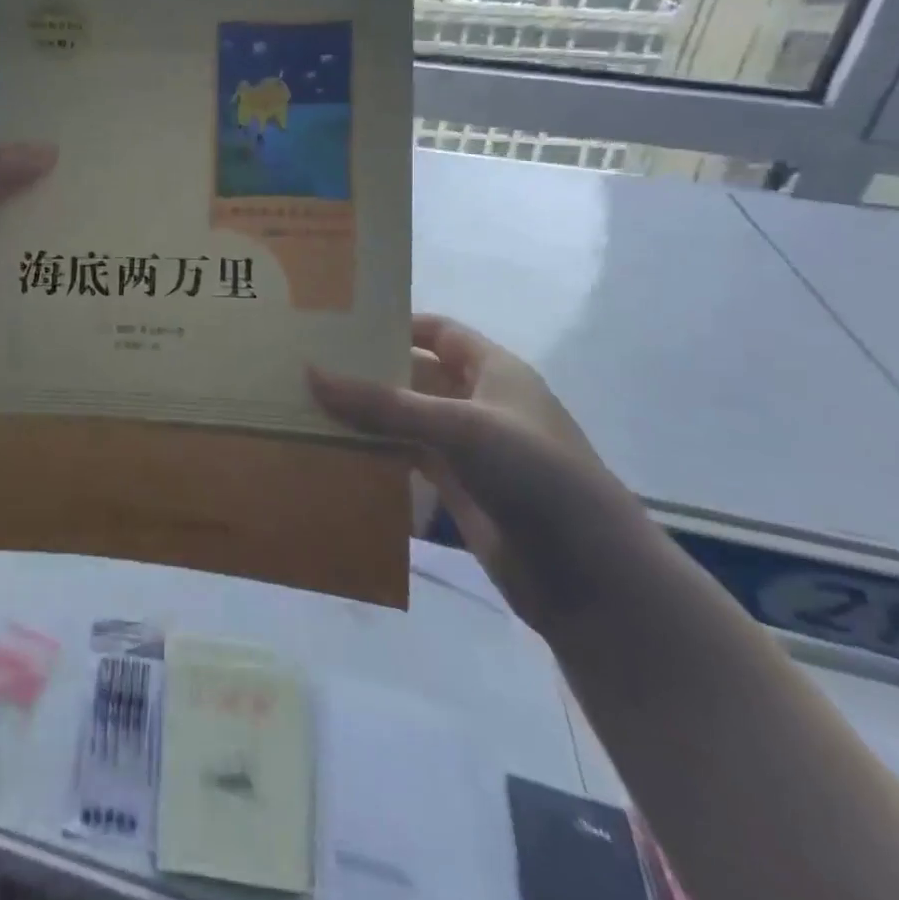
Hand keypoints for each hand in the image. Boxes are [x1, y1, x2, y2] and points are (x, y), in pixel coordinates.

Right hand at [310, 315, 655, 634]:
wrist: (590, 576)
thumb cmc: (533, 474)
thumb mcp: (457, 426)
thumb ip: (384, 403)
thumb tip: (312, 373)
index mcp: (494, 371)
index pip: (439, 331)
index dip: (395, 324)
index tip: (340, 326)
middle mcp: (480, 402)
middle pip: (416, 375)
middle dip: (369, 371)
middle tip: (309, 366)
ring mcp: (469, 449)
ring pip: (407, 420)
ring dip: (367, 416)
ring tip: (308, 406)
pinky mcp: (458, 490)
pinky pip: (408, 459)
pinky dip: (376, 454)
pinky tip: (334, 451)